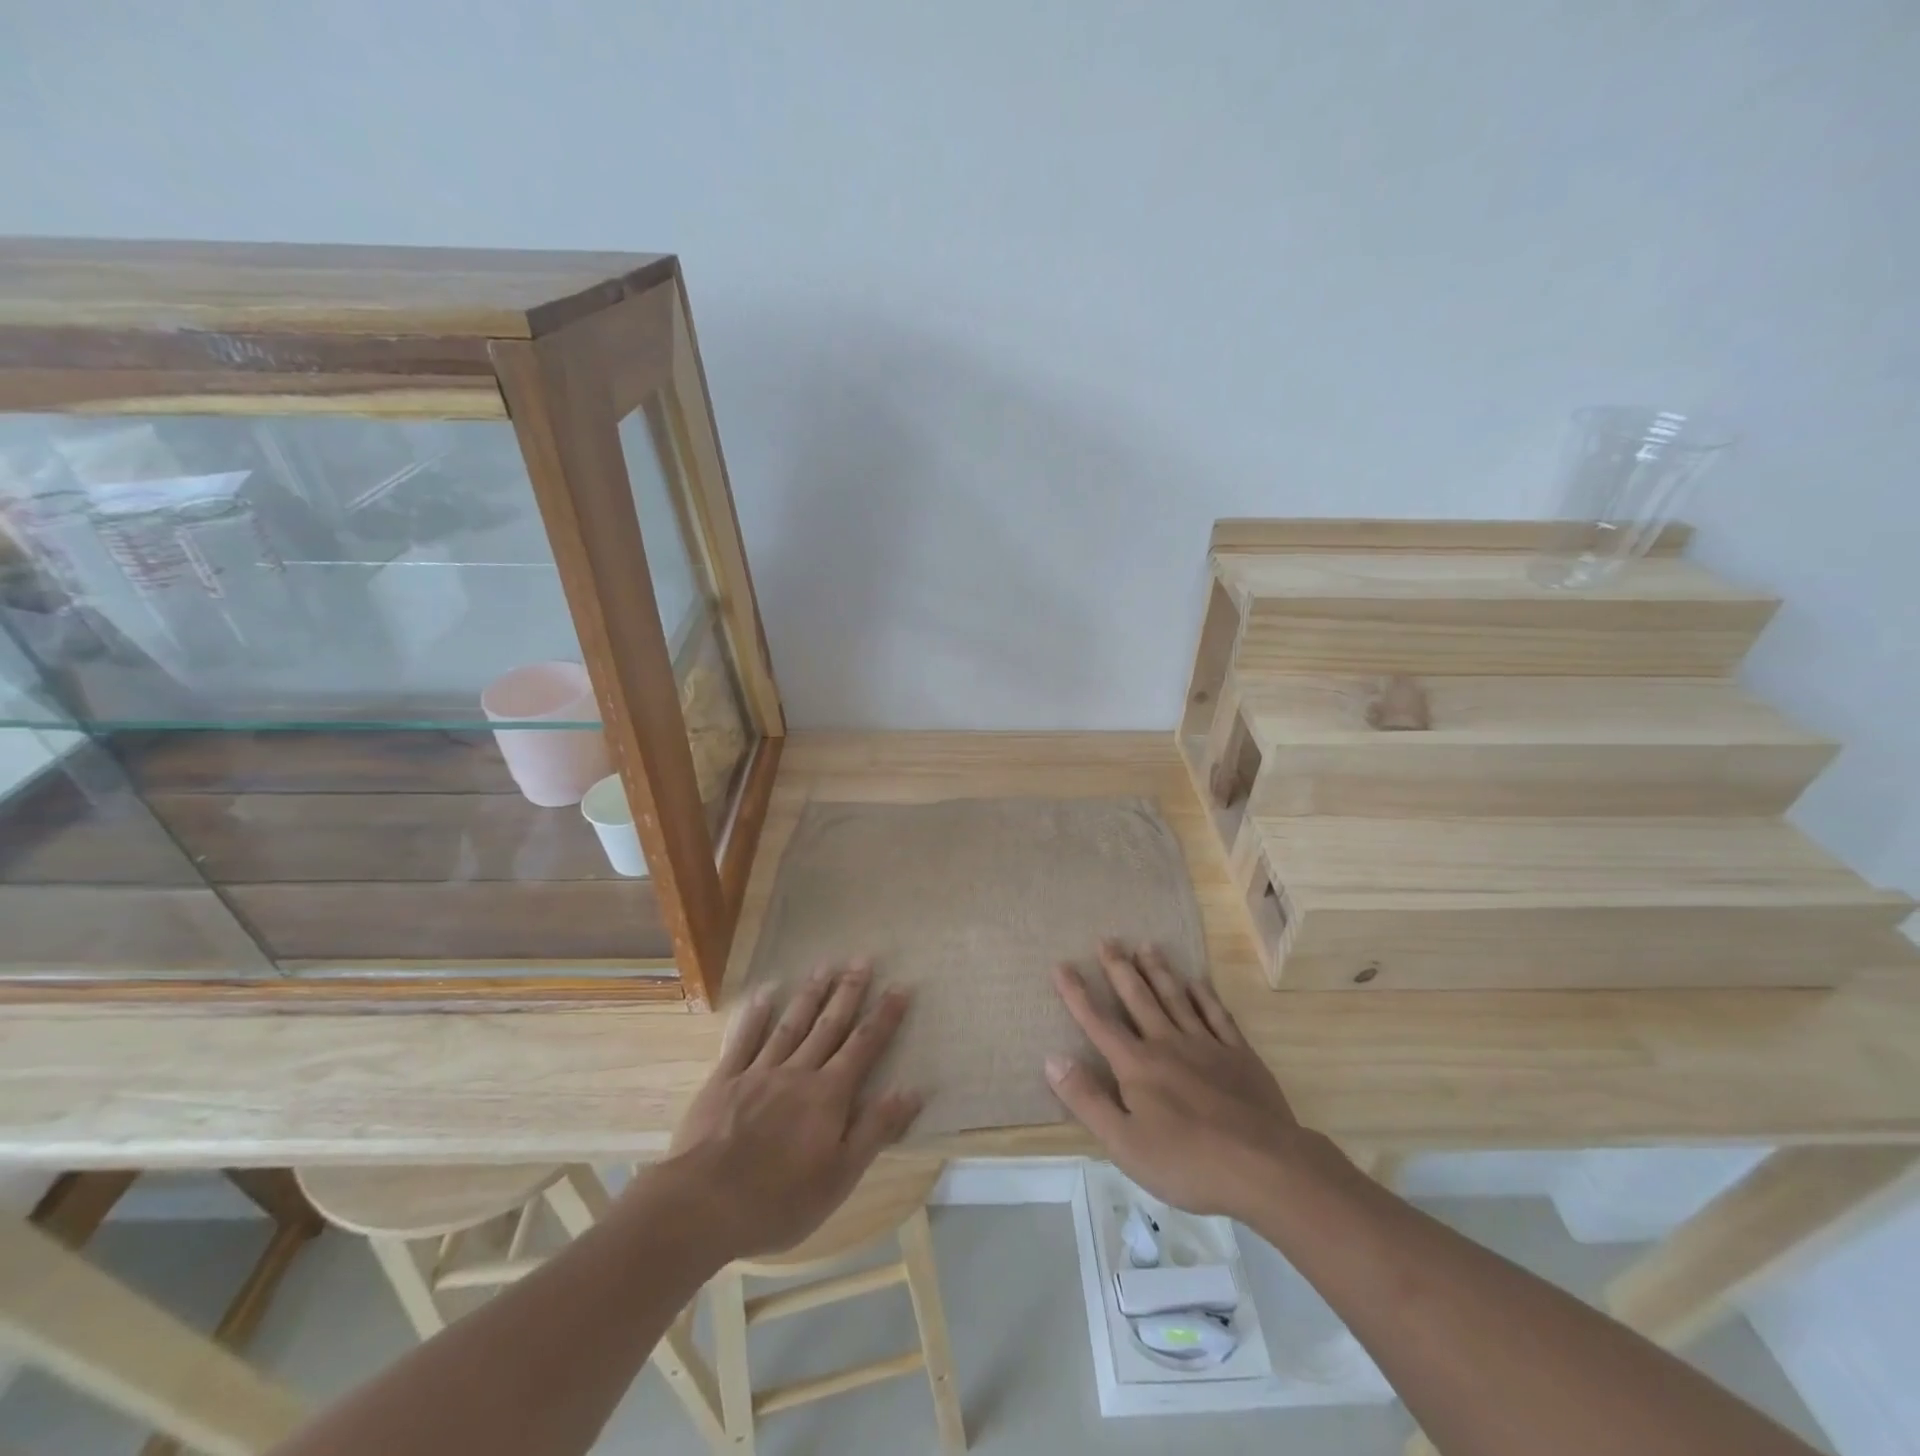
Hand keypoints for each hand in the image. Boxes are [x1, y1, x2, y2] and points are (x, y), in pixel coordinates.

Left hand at [663, 961, 922, 1259]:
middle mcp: (798, 1072)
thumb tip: (912, 1089)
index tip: (901, 986)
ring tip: (825, 965)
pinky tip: (765, 993)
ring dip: (810, 993)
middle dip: (849, 991)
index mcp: (828, 1095)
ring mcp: (758, 1072)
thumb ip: (875, 1129)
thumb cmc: (779, 1200)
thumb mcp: (840, 1176)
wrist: (703, 1205)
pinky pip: (744, 1039)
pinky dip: (756, 1014)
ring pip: (791, 1024)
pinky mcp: (724, 1080)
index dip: (884, 1016)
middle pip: (829, 1025)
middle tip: (863, 958)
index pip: (864, 1046)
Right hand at [1046, 941, 1307, 1219]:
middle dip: (1119, 969)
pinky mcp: (1239, 1054)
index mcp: (1137, 1065)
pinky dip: (1204, 995)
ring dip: (1158, 970)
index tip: (1061, 965)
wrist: (1265, 1166)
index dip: (1077, 994)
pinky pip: (1216, 1015)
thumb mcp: (1124, 1143)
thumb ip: (1087, 1099)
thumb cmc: (1187, 1162)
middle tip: (1107, 940)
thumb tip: (1052, 1058)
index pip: (1098, 1022)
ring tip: (1146, 946)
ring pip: (1175, 998)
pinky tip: (1197, 981)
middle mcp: (1167, 1043)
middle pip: (1138, 998)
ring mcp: (1206, 1045)